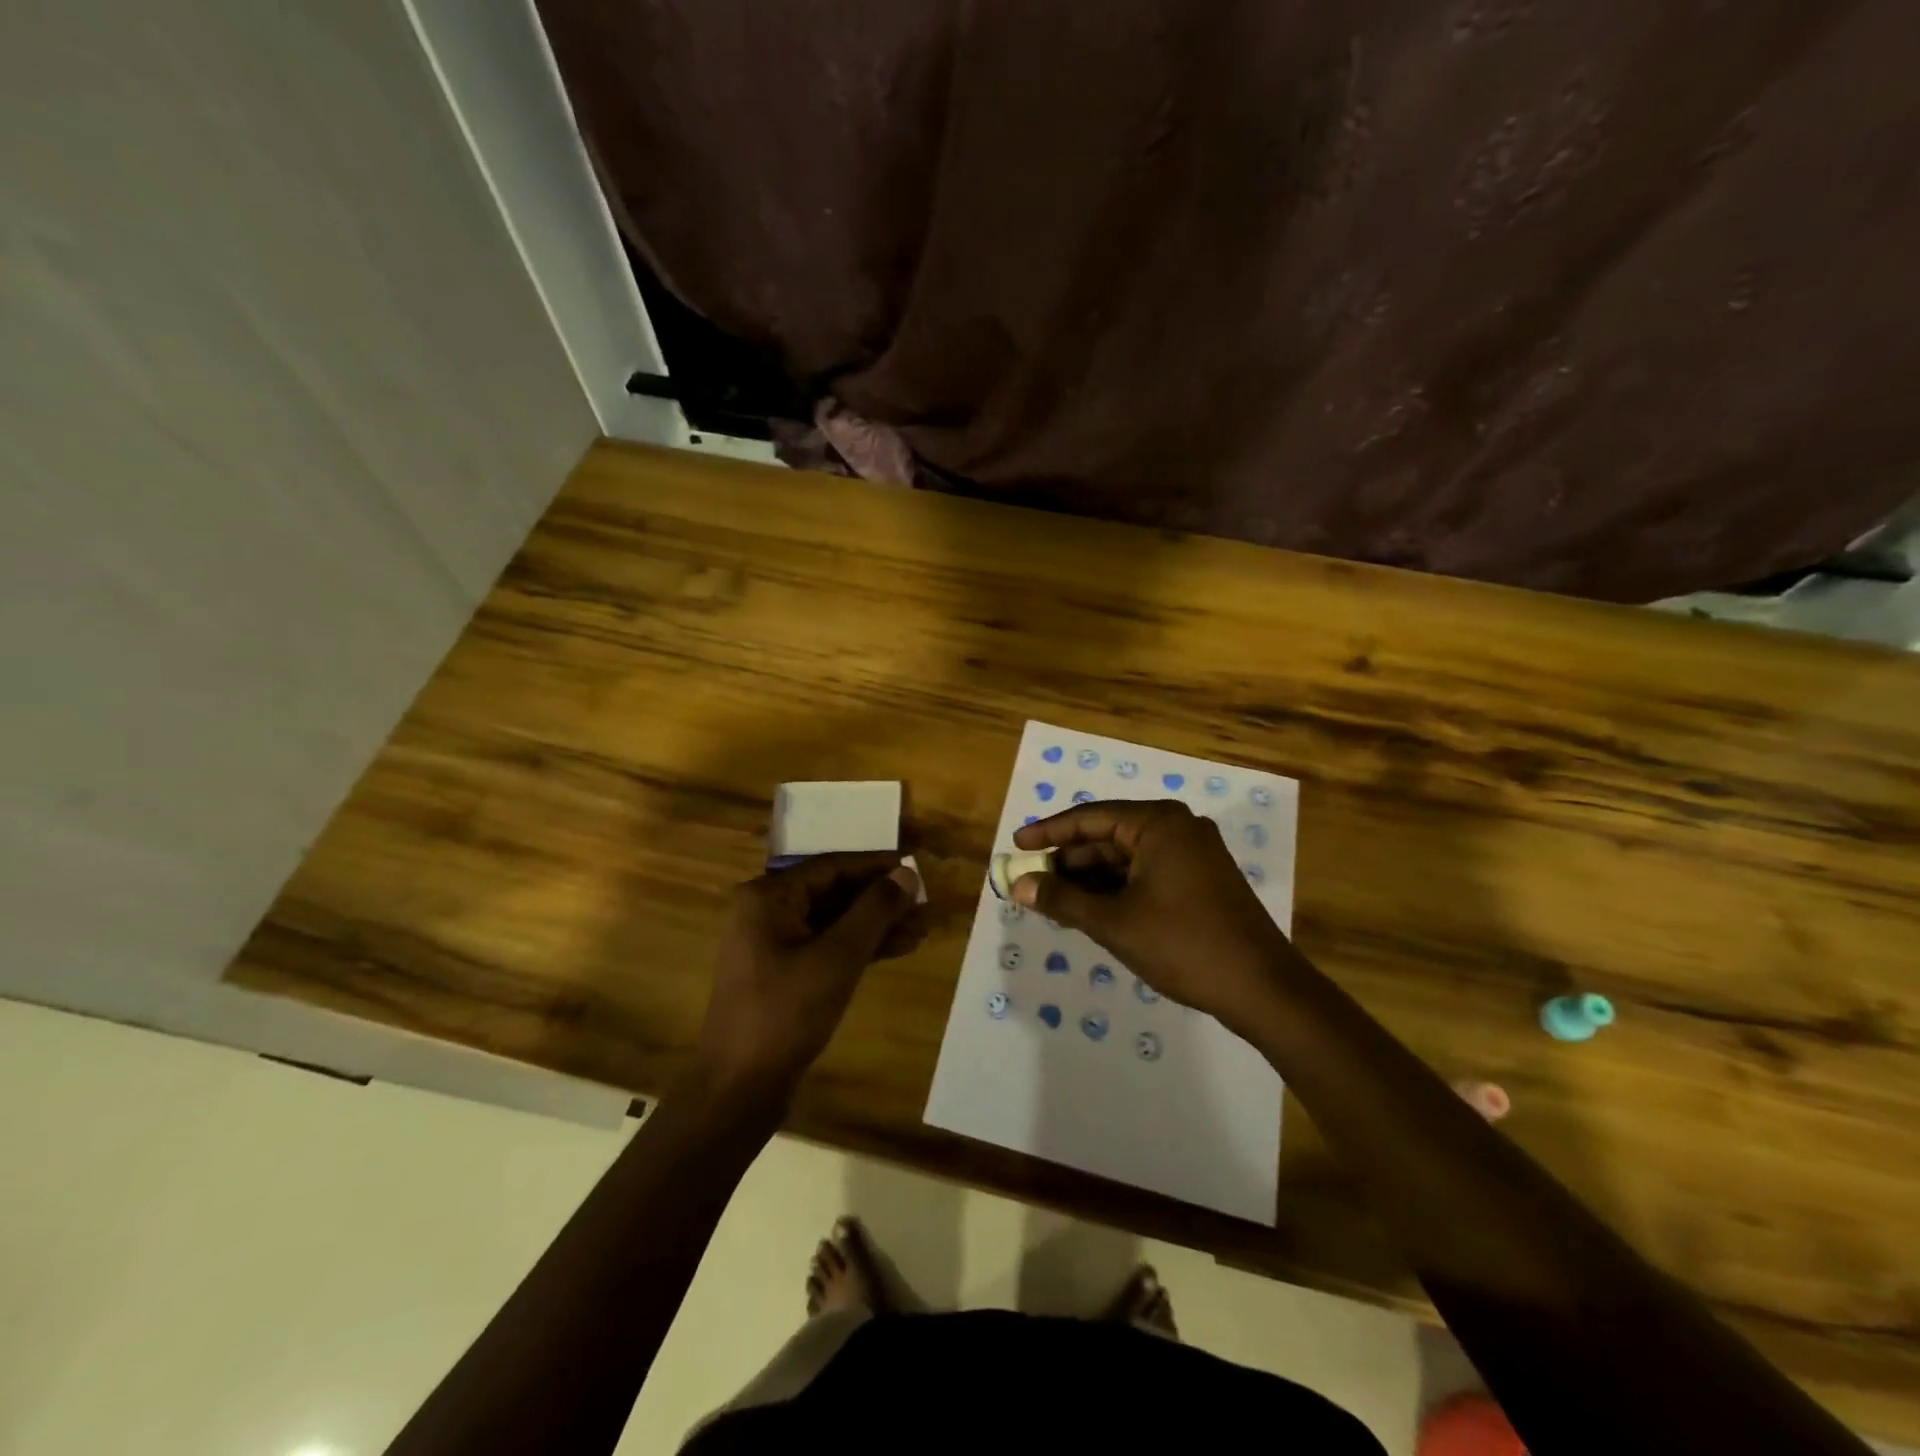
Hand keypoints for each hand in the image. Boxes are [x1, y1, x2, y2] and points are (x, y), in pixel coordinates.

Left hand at [694, 853, 924, 1108]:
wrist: (739, 1089)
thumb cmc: (786, 1014)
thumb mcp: (838, 958)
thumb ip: (874, 910)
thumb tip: (907, 873)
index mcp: (769, 897)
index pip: (833, 866)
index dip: (877, 866)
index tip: (917, 868)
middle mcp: (767, 911)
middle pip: (834, 892)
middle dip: (881, 899)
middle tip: (924, 906)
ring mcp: (773, 944)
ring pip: (834, 921)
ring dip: (876, 924)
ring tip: (921, 930)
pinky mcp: (784, 973)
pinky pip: (827, 946)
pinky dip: (860, 947)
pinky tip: (897, 949)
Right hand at [1011, 800, 1287, 1032]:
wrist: (1262, 987)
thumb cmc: (1183, 944)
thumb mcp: (1114, 922)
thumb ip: (1062, 900)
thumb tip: (1019, 886)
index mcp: (1158, 823)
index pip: (1090, 818)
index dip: (1049, 832)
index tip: (1016, 846)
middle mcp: (1177, 827)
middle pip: (1108, 836)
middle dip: (1069, 861)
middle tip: (1032, 881)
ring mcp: (1193, 853)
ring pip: (1127, 858)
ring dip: (1090, 879)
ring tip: (1053, 901)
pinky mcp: (1201, 879)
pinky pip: (1146, 873)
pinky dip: (1116, 889)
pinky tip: (1090, 910)